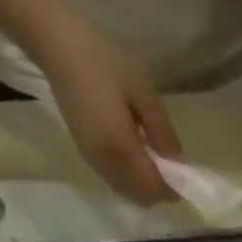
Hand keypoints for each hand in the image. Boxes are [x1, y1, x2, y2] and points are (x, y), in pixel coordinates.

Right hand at [29, 8, 181, 205]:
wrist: (54, 43)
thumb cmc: (102, 59)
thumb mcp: (142, 90)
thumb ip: (163, 132)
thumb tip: (179, 164)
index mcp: (122, 148)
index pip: (155, 188)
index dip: (174, 189)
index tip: (187, 179)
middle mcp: (107, 164)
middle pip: (143, 198)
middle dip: (161, 192)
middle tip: (172, 170)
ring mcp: (94, 162)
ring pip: (129, 193)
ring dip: (146, 188)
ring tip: (155, 162)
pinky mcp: (86, 156)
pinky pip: (116, 182)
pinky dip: (132, 181)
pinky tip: (137, 158)